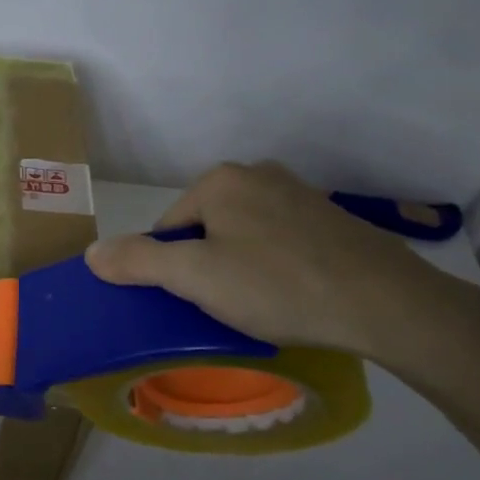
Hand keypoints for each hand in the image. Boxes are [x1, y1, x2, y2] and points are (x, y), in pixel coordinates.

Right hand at [84, 161, 453, 362]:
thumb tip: (92, 253)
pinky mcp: (330, 218)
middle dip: (208, 267)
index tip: (196, 301)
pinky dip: (276, 267)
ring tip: (261, 305)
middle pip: (205, 229)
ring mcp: (299, 194)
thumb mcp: (195, 278)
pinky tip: (292, 295)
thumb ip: (138, 262)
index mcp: (220, 180)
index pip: (169, 228)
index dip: (173, 269)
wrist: (387, 303)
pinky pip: (280, 242)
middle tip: (227, 305)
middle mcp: (258, 174)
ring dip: (240, 268)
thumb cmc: (278, 285)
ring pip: (243, 236)